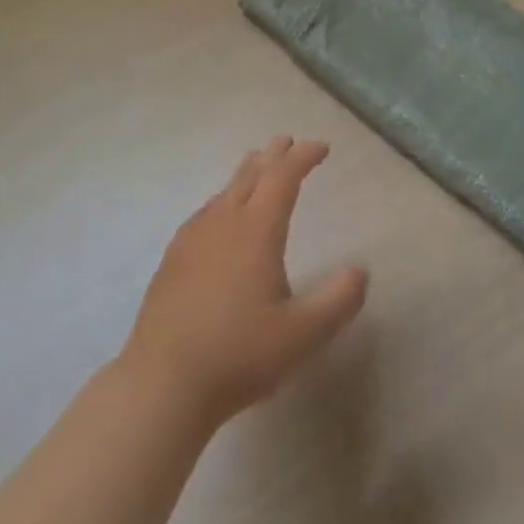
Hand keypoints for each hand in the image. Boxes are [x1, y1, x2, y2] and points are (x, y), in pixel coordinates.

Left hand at [120, 137, 367, 427]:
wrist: (163, 381)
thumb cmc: (239, 355)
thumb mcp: (303, 335)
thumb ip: (338, 301)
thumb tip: (360, 271)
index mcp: (256, 230)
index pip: (283, 177)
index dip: (303, 157)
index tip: (321, 148)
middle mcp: (223, 222)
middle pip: (251, 175)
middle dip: (273, 155)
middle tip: (286, 142)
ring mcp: (193, 238)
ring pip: (224, 191)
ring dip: (246, 174)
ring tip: (257, 167)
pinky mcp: (173, 258)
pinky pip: (205, 212)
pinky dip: (223, 200)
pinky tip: (219, 215)